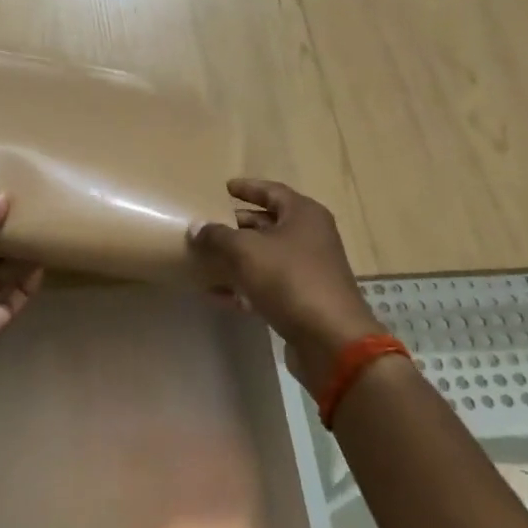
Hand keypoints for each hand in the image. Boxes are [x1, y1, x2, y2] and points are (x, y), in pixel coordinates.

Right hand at [188, 178, 383, 396]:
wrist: (330, 340)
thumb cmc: (290, 279)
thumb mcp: (246, 251)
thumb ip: (218, 235)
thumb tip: (196, 226)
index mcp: (303, 215)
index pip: (272, 191)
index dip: (248, 188)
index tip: (225, 187)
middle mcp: (310, 238)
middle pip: (268, 224)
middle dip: (237, 225)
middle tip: (208, 224)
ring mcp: (308, 270)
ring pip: (266, 256)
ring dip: (236, 257)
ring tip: (204, 257)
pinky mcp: (302, 300)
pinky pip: (266, 285)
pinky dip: (243, 286)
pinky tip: (215, 293)